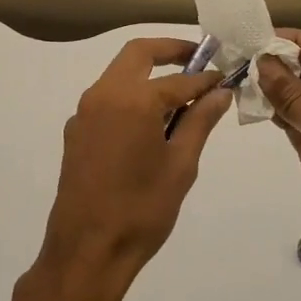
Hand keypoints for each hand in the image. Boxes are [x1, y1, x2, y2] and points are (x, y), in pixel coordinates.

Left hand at [36, 38, 233, 300]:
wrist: (87, 249)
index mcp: (133, 99)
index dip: (205, 78)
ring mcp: (84, 112)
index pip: (178, 78)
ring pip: (119, 75)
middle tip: (198, 60)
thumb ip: (200, 121)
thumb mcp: (181, 165)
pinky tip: (149, 124)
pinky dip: (131, 98)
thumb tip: (219, 92)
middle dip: (169, 51)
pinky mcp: (75, 131)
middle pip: (137, 54)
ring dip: (148, 74)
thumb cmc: (142, 209)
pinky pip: (107, 100)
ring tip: (179, 97)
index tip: (224, 78)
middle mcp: (103, 94)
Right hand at [258, 30, 300, 298]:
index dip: (292, 41)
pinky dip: (276, 114)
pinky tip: (252, 106)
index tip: (254, 38)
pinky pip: (295, 123)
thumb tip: (263, 60)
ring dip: (273, 88)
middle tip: (236, 58)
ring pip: (300, 97)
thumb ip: (293, 97)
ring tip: (237, 78)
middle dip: (278, 63)